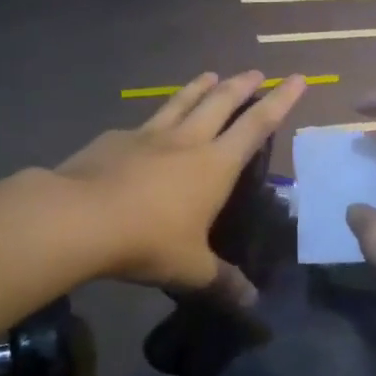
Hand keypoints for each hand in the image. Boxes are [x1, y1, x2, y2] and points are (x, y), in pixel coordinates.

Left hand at [56, 71, 304, 304]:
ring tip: (211, 74)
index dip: (280, 101)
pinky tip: (146, 125)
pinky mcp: (114, 139)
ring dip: (199, 87)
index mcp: (214, 165)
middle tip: (255, 72)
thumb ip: (223, 282)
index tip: (296, 78)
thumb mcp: (191, 269)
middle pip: (220, 102)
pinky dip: (154, 118)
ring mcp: (147, 135)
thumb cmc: (147, 241)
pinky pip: (142, 123)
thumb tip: (252, 304)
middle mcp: (185, 141)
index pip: (256, 125)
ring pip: (181, 102)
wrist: (79, 218)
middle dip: (241, 86)